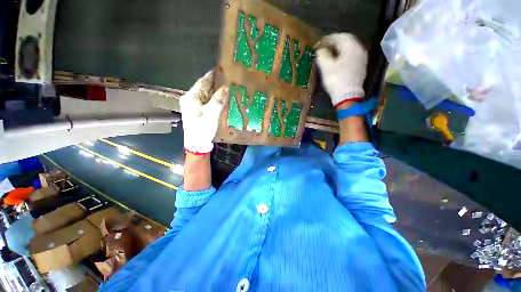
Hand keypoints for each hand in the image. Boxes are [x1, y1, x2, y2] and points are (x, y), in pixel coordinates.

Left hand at [180, 70, 228, 154]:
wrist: (197, 144)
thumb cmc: (203, 128)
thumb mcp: (211, 113)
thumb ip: (218, 99)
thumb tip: (225, 87)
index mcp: (191, 97)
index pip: (203, 81)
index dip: (212, 75)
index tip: (221, 69)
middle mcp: (191, 99)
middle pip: (204, 87)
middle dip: (215, 83)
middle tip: (228, 79)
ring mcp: (194, 106)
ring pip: (206, 95)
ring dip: (215, 91)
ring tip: (227, 87)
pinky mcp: (198, 112)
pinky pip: (207, 102)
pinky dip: (214, 99)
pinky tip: (222, 99)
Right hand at [316, 33, 367, 106]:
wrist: (348, 96)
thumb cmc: (336, 80)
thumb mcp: (326, 67)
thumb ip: (322, 55)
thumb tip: (321, 50)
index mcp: (351, 47)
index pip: (339, 37)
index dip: (327, 39)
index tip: (317, 45)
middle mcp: (359, 50)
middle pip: (346, 40)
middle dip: (333, 42)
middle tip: (323, 47)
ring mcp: (361, 59)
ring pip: (349, 48)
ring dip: (338, 48)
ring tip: (328, 53)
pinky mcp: (360, 67)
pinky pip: (351, 55)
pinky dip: (343, 55)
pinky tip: (337, 60)